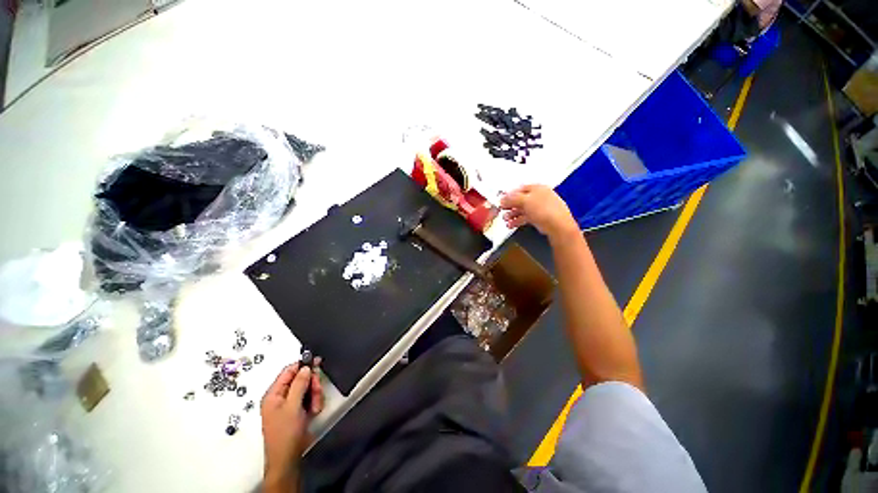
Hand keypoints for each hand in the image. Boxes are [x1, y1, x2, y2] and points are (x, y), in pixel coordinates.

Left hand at [261, 362, 323, 489]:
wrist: (287, 458)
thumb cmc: (286, 432)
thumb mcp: (293, 406)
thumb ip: (299, 384)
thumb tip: (305, 367)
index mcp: (273, 394)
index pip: (288, 371)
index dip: (302, 365)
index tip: (317, 362)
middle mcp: (280, 397)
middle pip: (300, 379)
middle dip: (311, 384)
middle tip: (317, 391)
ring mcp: (289, 404)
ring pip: (307, 388)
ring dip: (314, 395)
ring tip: (315, 407)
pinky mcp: (297, 411)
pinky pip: (308, 398)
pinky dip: (314, 402)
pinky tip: (314, 411)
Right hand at [500, 185, 578, 238]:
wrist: (558, 226)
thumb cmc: (544, 209)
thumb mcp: (524, 201)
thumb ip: (511, 199)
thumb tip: (502, 199)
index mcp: (537, 188)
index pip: (520, 188)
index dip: (510, 194)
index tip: (502, 200)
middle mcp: (540, 196)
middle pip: (521, 200)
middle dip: (510, 206)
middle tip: (502, 210)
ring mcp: (541, 208)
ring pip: (523, 209)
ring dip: (513, 214)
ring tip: (506, 220)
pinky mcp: (541, 218)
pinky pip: (527, 217)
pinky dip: (518, 220)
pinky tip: (511, 225)